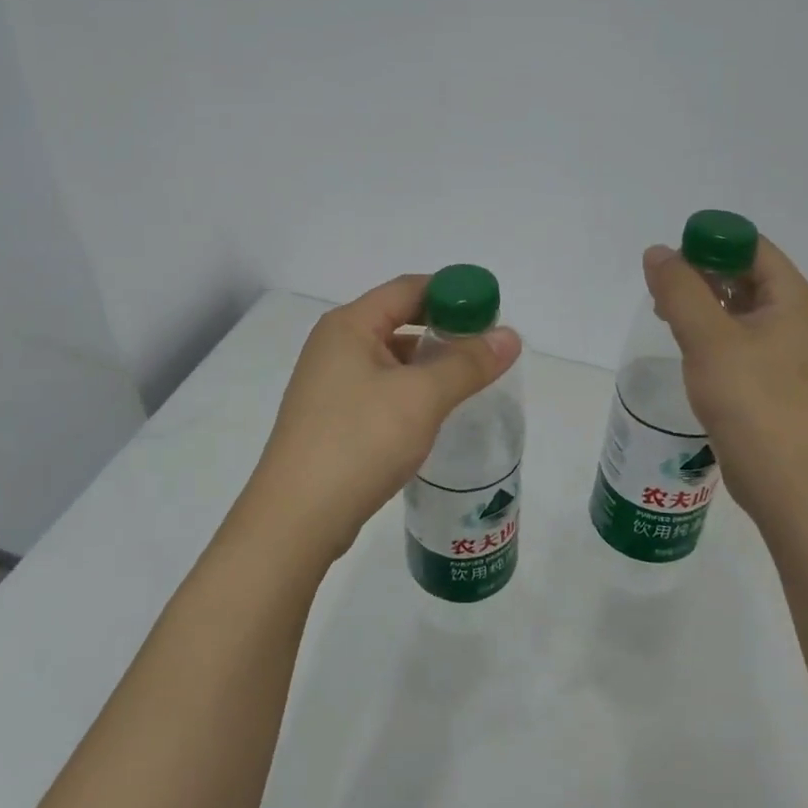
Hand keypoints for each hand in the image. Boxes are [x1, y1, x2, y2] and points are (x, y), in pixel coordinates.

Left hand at [236, 275, 521, 566]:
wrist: (296, 518)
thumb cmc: (359, 441)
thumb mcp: (422, 397)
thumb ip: (468, 363)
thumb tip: (510, 336)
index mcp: (349, 325)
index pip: (409, 288)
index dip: (453, 294)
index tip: (492, 313)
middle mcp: (334, 345)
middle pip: (399, 319)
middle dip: (444, 330)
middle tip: (487, 350)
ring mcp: (329, 383)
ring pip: (390, 358)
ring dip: (429, 364)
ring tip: (469, 382)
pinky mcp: (331, 417)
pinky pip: (380, 389)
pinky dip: (411, 391)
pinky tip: (433, 413)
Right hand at [642, 237, 807, 516]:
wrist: (787, 481)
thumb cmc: (752, 400)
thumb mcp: (708, 338)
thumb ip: (680, 290)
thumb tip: (657, 253)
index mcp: (792, 299)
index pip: (751, 247)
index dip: (710, 243)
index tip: (670, 262)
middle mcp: (795, 318)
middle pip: (745, 274)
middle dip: (701, 274)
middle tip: (661, 290)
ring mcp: (786, 352)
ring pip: (738, 308)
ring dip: (702, 304)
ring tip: (665, 316)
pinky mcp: (772, 380)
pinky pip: (738, 339)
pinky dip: (710, 333)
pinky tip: (686, 348)